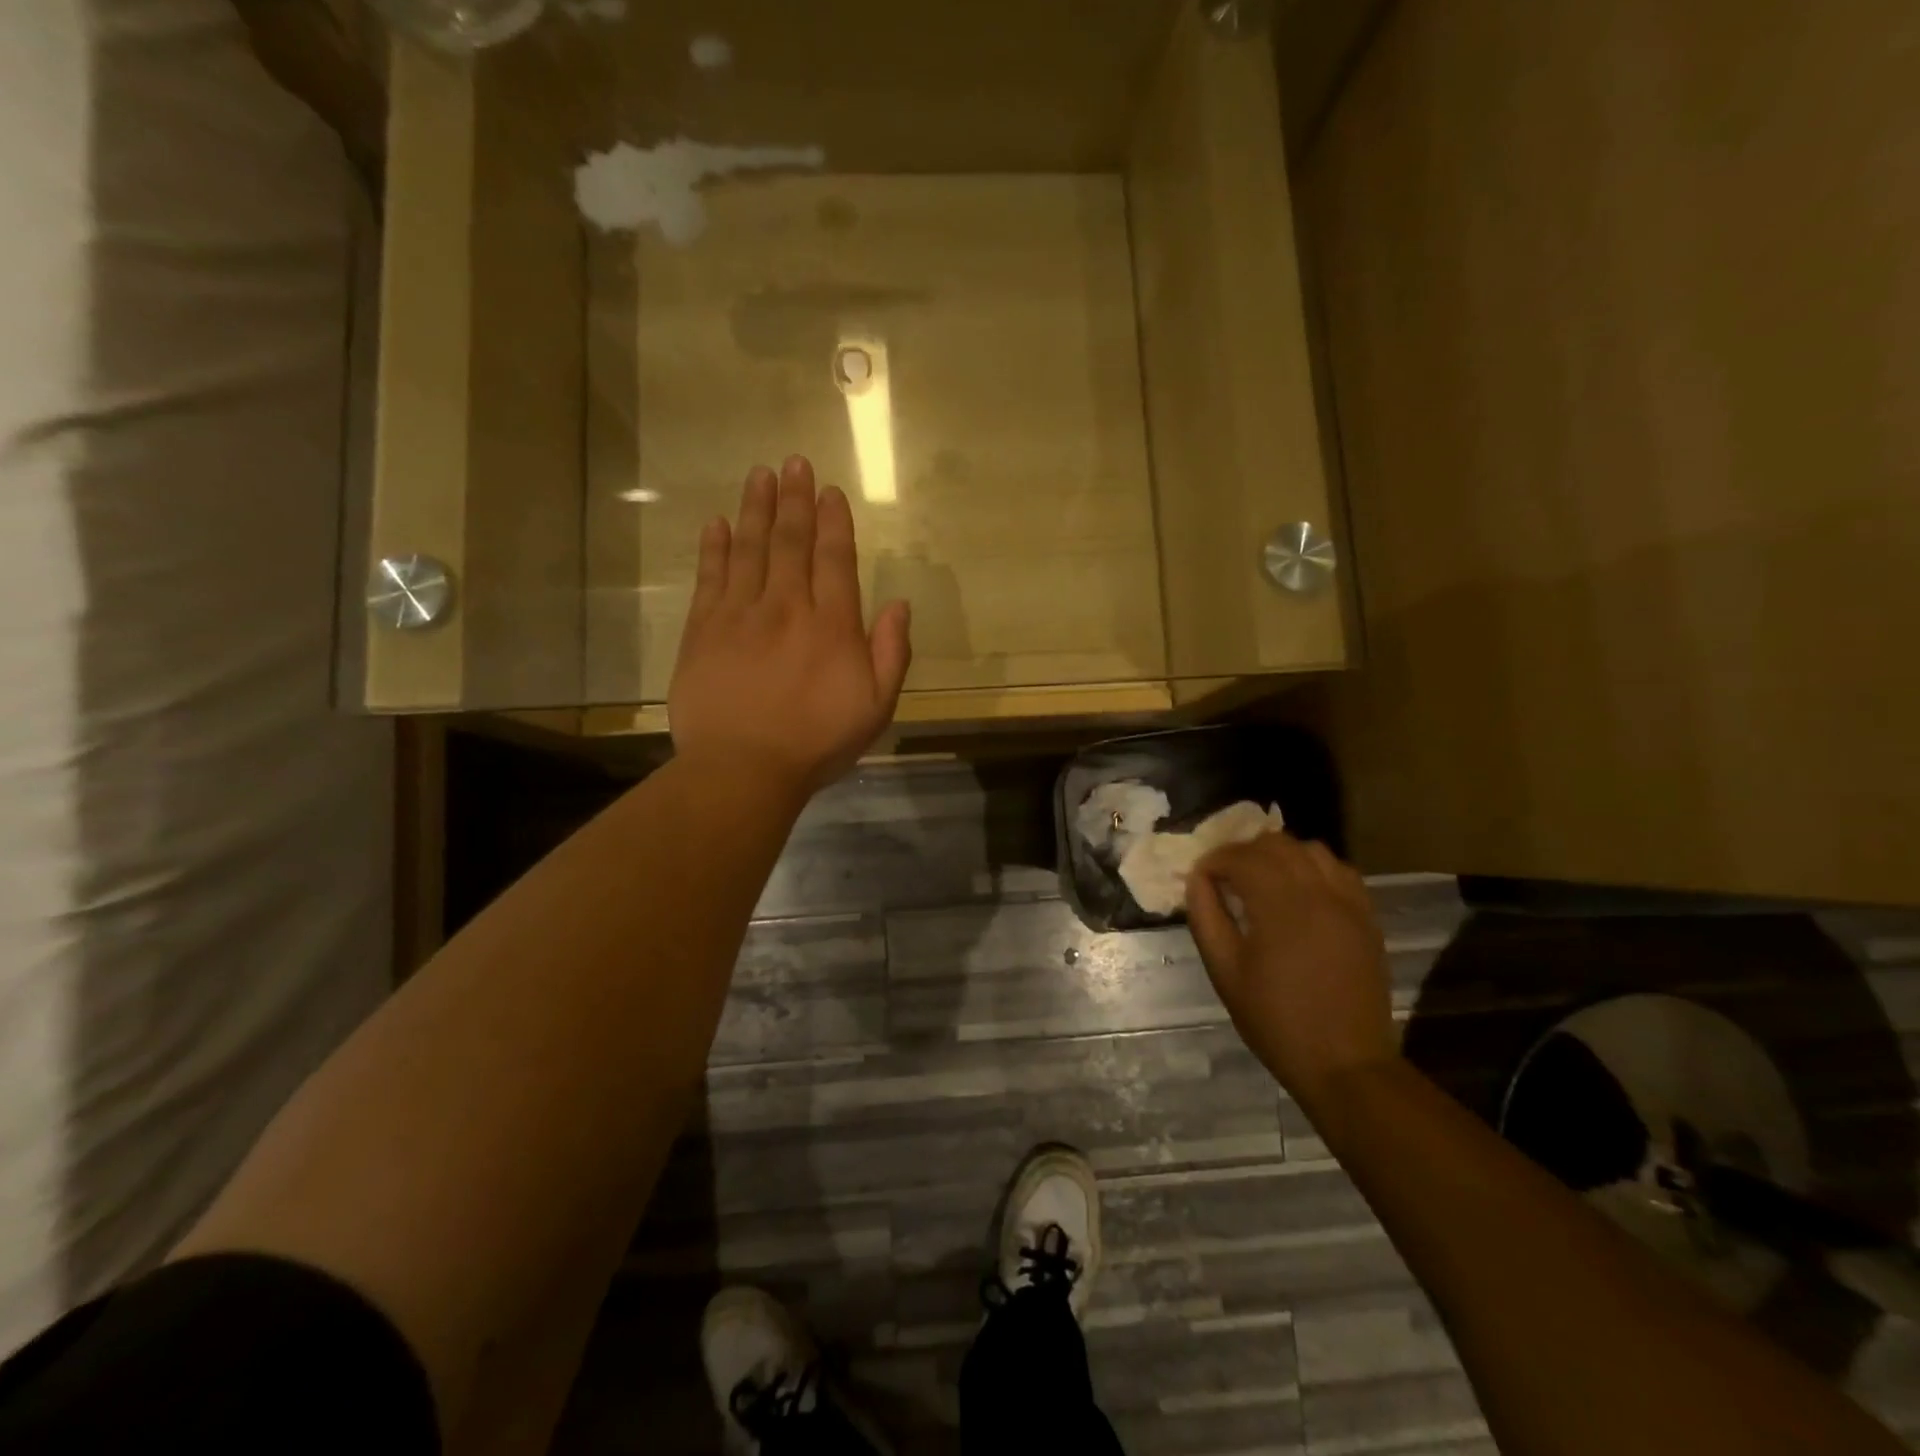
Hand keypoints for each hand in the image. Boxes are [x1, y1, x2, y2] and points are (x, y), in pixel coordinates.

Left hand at [669, 457, 911, 794]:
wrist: (743, 769)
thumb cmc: (817, 743)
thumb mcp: (876, 707)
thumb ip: (891, 653)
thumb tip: (900, 604)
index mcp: (832, 626)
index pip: (834, 559)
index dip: (832, 522)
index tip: (829, 491)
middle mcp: (787, 607)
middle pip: (790, 542)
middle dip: (795, 500)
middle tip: (794, 462)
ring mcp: (740, 615)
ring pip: (750, 549)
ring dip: (756, 509)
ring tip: (760, 474)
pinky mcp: (704, 631)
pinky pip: (710, 578)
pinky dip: (715, 547)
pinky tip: (718, 523)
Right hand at [1186, 833, 1396, 1112]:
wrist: (1345, 1063)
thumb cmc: (1276, 1020)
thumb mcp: (1225, 972)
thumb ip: (1206, 917)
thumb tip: (1197, 880)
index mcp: (1280, 906)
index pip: (1241, 857)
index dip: (1214, 861)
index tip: (1199, 879)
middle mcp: (1318, 892)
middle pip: (1276, 843)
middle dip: (1244, 852)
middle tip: (1225, 877)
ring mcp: (1348, 902)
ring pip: (1311, 849)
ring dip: (1279, 855)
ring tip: (1261, 880)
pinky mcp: (1366, 917)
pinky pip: (1339, 870)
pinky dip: (1313, 868)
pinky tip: (1298, 892)